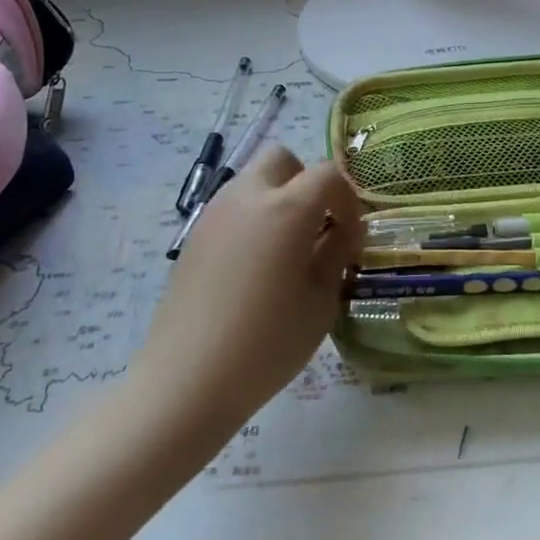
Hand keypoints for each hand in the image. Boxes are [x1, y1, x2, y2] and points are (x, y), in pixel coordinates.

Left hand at [138, 146, 363, 432]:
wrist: (188, 380)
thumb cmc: (268, 343)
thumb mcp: (321, 301)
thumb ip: (337, 253)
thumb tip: (344, 231)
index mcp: (286, 209)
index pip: (327, 175)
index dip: (348, 200)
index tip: (351, 235)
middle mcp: (247, 197)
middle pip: (282, 159)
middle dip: (306, 182)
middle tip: (317, 225)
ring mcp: (214, 213)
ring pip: (253, 179)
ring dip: (277, 197)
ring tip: (287, 248)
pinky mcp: (194, 236)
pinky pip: (232, 206)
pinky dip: (252, 217)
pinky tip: (255, 265)